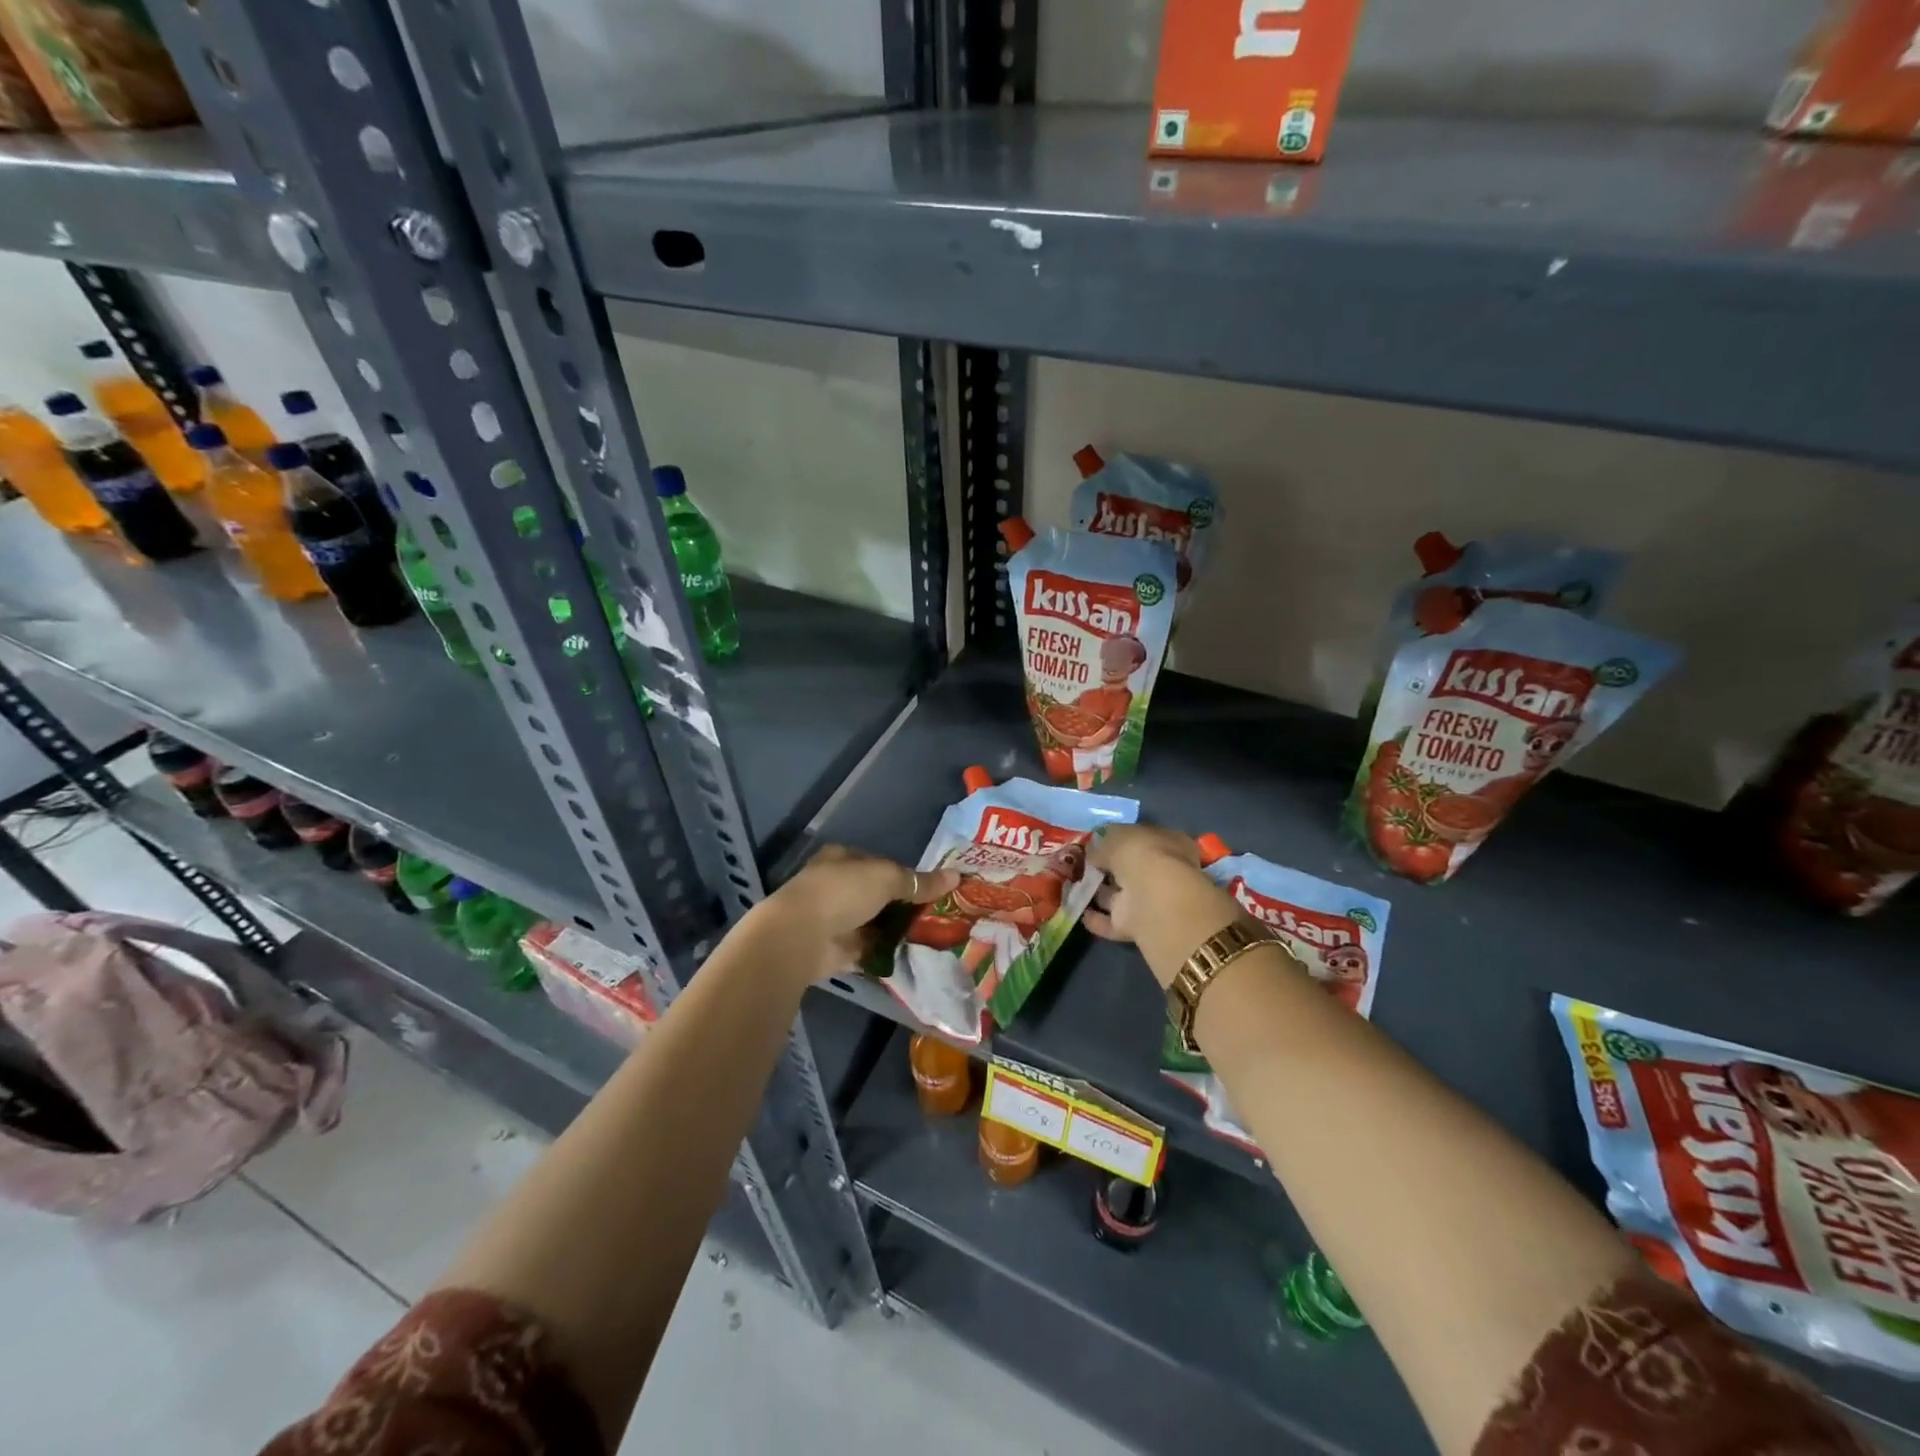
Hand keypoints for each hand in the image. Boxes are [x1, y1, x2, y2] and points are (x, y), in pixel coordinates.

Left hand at [755, 845, 958, 988]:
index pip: (879, 863)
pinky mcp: (838, 948)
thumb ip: (919, 881)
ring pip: (875, 921)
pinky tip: (913, 954)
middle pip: (878, 894)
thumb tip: (956, 876)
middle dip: (904, 904)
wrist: (801, 937)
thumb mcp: (887, 878)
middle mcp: (837, 885)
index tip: (931, 888)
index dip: (904, 874)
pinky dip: (887, 951)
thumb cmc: (842, 892)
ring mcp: (836, 918)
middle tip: (938, 914)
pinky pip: (870, 948)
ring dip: (897, 929)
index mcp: (842, 859)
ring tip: (933, 935)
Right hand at [1085, 824, 1239, 988]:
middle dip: (1107, 867)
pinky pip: (1112, 921)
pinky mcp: (1137, 926)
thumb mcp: (1116, 837)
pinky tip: (1079, 912)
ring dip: (1099, 892)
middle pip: (1129, 869)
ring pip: (1119, 895)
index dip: (1117, 840)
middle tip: (1080, 864)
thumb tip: (1092, 851)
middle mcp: (1162, 873)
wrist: (1154, 901)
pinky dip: (1098, 918)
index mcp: (1168, 844)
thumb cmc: (1141, 856)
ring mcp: (1150, 901)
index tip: (1094, 842)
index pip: (1140, 839)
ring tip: (1072, 887)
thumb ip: (1102, 844)